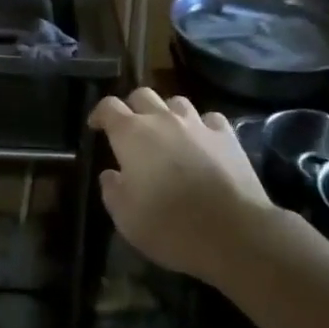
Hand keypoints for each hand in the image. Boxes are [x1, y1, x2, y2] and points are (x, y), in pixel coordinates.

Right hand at [89, 89, 275, 281]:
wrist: (233, 232)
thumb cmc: (169, 225)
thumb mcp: (125, 218)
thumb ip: (112, 190)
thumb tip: (111, 174)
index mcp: (132, 134)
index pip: (109, 107)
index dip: (99, 114)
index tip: (96, 127)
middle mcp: (163, 119)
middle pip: (142, 95)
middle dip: (133, 108)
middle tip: (131, 131)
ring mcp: (198, 124)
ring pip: (176, 102)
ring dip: (167, 113)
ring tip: (168, 134)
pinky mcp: (227, 135)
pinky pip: (209, 119)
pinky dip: (201, 126)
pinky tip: (202, 142)